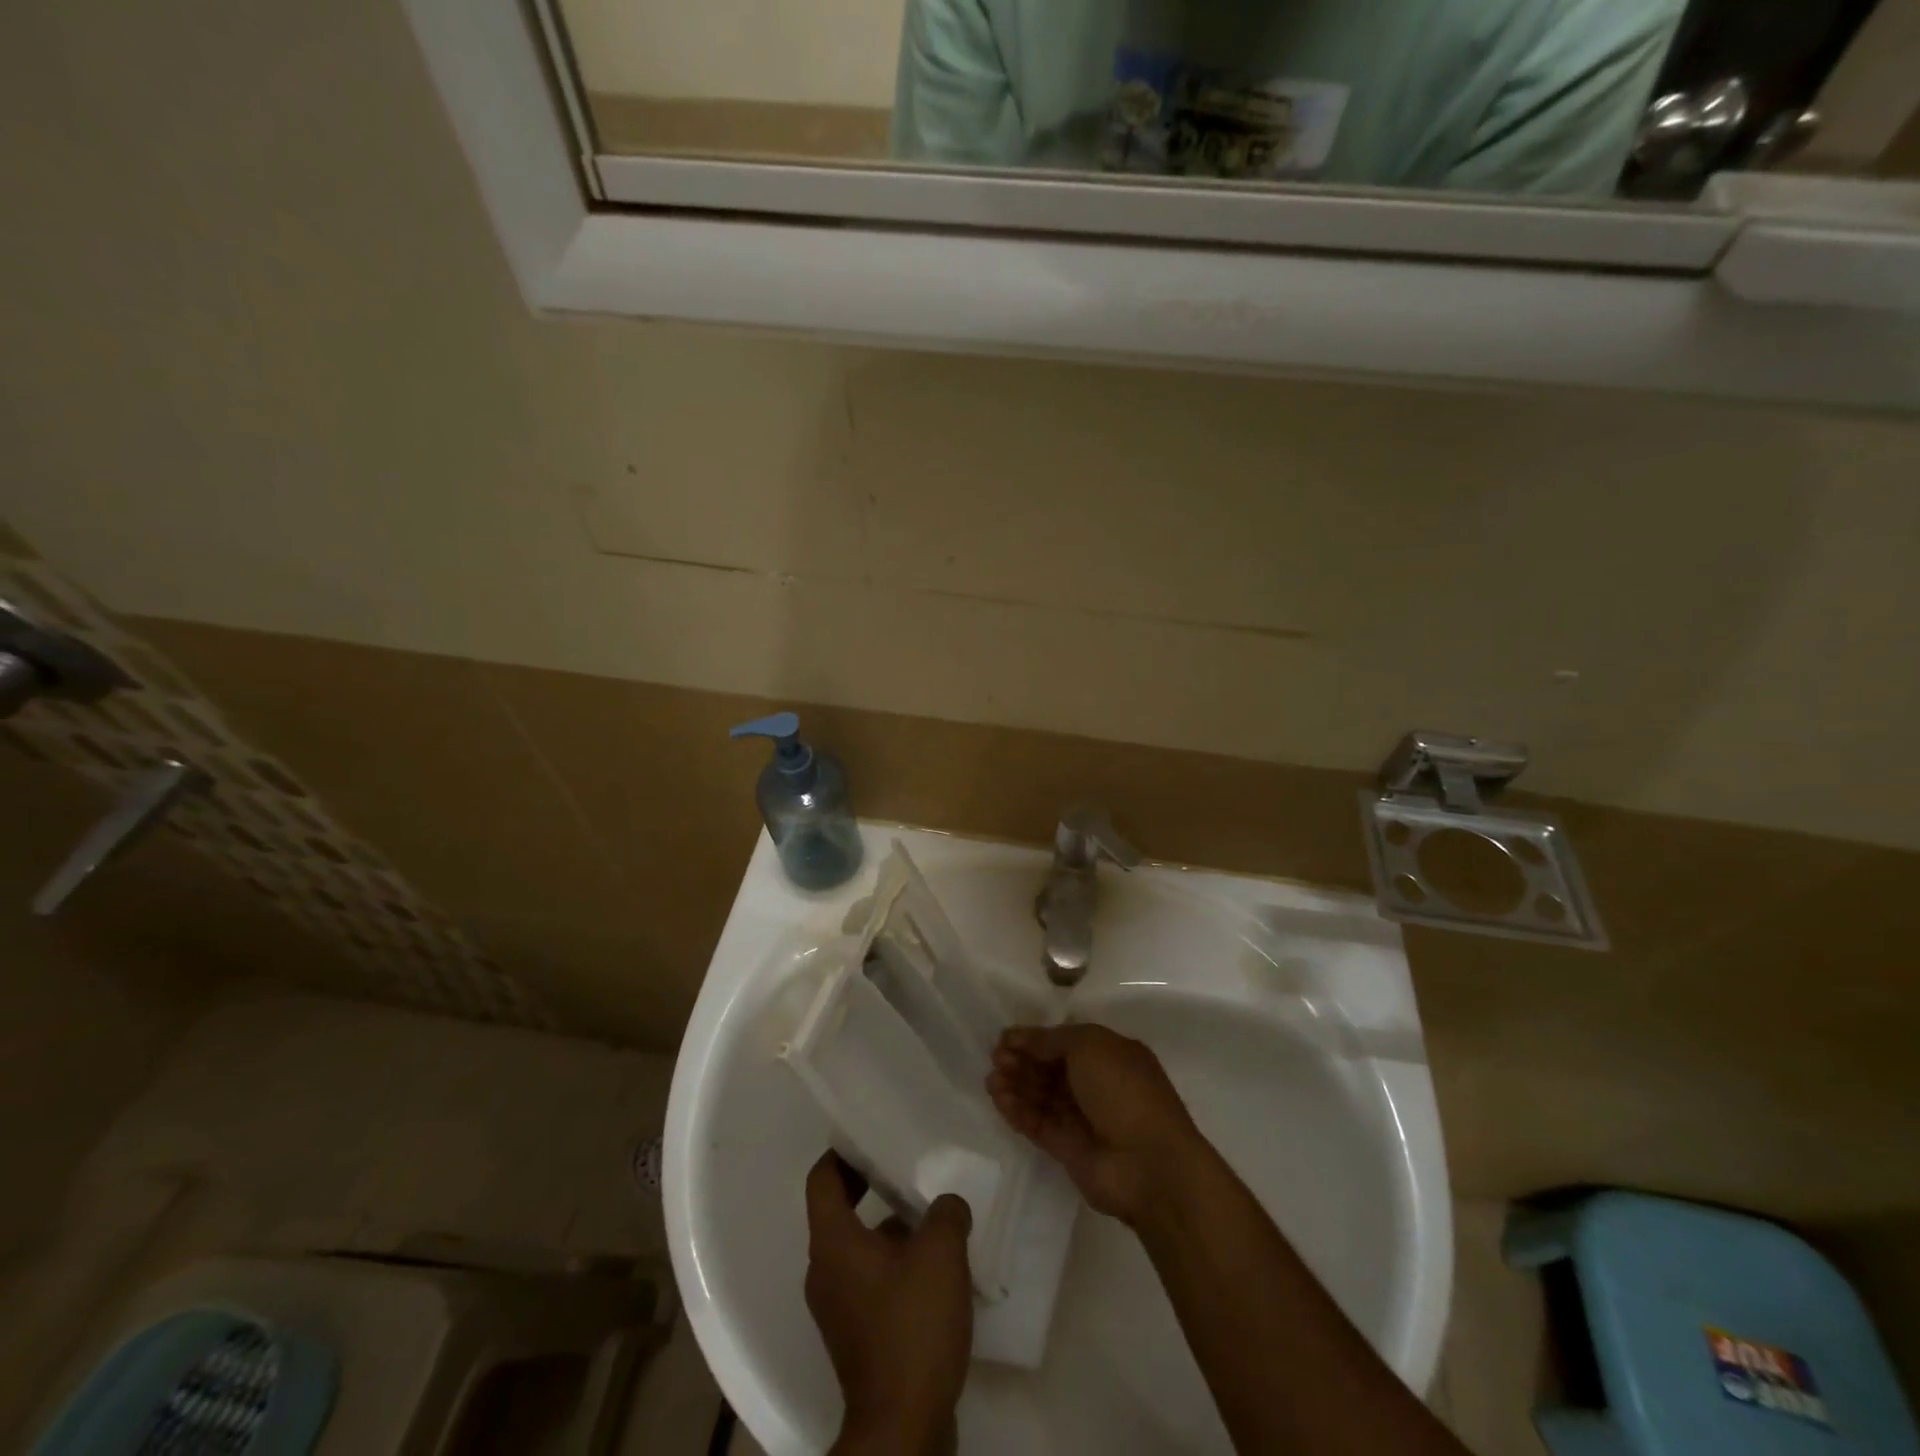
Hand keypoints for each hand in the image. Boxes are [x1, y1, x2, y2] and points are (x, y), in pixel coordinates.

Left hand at [804, 1151, 973, 1452]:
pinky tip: (933, 1270)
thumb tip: (947, 1205)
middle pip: (838, 1211)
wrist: (903, 1426)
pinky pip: (868, 1281)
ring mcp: (837, 1308)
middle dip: (870, 1186)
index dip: (842, 1153)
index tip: (870, 1137)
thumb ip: (946, 1213)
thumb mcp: (941, 1252)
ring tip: (930, 1217)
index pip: (822, 1179)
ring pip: (857, 1248)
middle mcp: (824, 1271)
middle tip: (905, 1168)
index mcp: (832, 1242)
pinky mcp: (856, 1337)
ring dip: (887, 1229)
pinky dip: (892, 1265)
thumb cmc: (912, 1326)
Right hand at [986, 1023, 1201, 1226]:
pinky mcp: (1068, 1149)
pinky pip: (1038, 1123)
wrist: (1148, 1164)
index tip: (1005, 1038)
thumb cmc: (1124, 1090)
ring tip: (992, 1080)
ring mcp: (1083, 1118)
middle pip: (1051, 1068)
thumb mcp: (1090, 1045)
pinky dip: (1018, 1111)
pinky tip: (999, 1099)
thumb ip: (1051, 1039)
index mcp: (1110, 1055)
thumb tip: (1022, 1037)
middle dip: (1023, 1061)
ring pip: (1042, 1096)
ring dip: (1016, 1085)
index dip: (1035, 1039)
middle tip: (996, 1058)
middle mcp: (1097, 1084)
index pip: (1066, 1042)